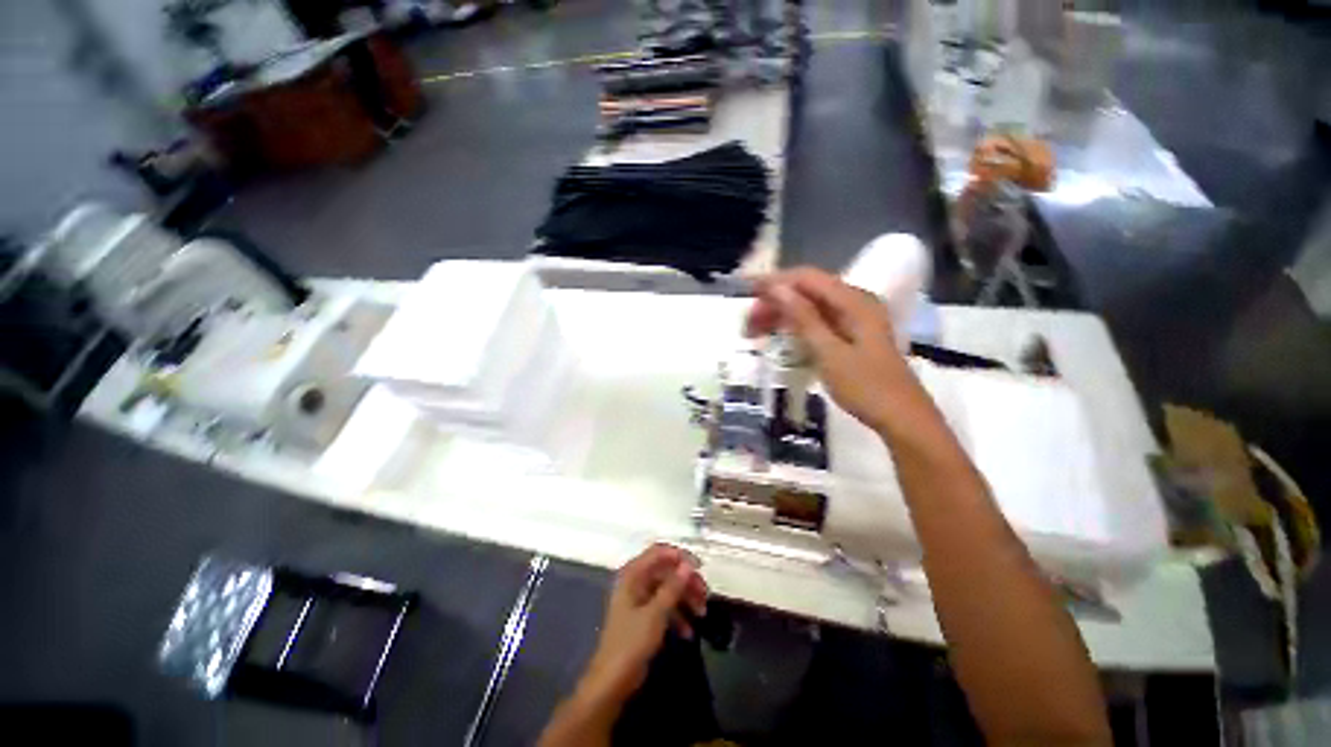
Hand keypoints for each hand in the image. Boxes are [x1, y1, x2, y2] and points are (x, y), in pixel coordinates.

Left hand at [577, 544, 707, 708]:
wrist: (612, 682)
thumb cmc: (631, 643)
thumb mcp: (656, 614)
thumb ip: (673, 587)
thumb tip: (688, 564)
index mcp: (633, 574)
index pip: (659, 552)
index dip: (680, 556)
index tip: (700, 568)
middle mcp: (635, 581)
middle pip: (666, 570)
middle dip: (687, 582)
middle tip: (705, 595)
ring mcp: (639, 599)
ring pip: (668, 589)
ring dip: (685, 599)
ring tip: (702, 614)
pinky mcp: (643, 616)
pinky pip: (664, 606)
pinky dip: (677, 616)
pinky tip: (688, 632)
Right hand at [745, 267, 911, 433]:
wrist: (902, 418)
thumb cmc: (866, 387)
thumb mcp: (829, 353)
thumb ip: (804, 318)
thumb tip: (778, 288)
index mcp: (854, 301)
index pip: (806, 278)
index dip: (774, 281)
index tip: (747, 291)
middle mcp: (855, 302)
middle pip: (807, 291)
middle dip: (775, 302)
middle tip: (748, 324)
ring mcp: (854, 319)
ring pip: (810, 306)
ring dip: (782, 314)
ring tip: (756, 332)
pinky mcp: (851, 334)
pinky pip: (818, 321)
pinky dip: (796, 326)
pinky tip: (780, 336)